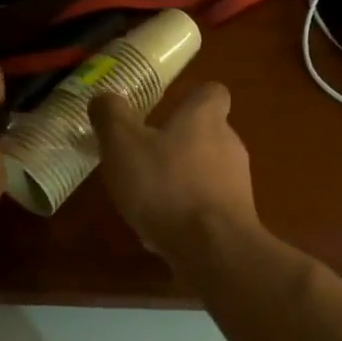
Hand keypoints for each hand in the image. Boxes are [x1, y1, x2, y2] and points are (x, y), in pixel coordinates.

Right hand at [91, 83, 260, 262]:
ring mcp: (238, 183)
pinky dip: (189, 210)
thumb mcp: (123, 145)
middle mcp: (230, 144)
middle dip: (179, 143)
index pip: (211, 92)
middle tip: (145, 157)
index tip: (166, 109)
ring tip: (149, 197)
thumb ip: (111, 117)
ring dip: (182, 179)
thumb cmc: (166, 186)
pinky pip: (209, 205)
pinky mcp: (237, 217)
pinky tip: (164, 227)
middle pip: (208, 133)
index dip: (190, 97)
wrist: (213, 248)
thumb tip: (103, 97)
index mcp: (205, 118)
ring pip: (208, 171)